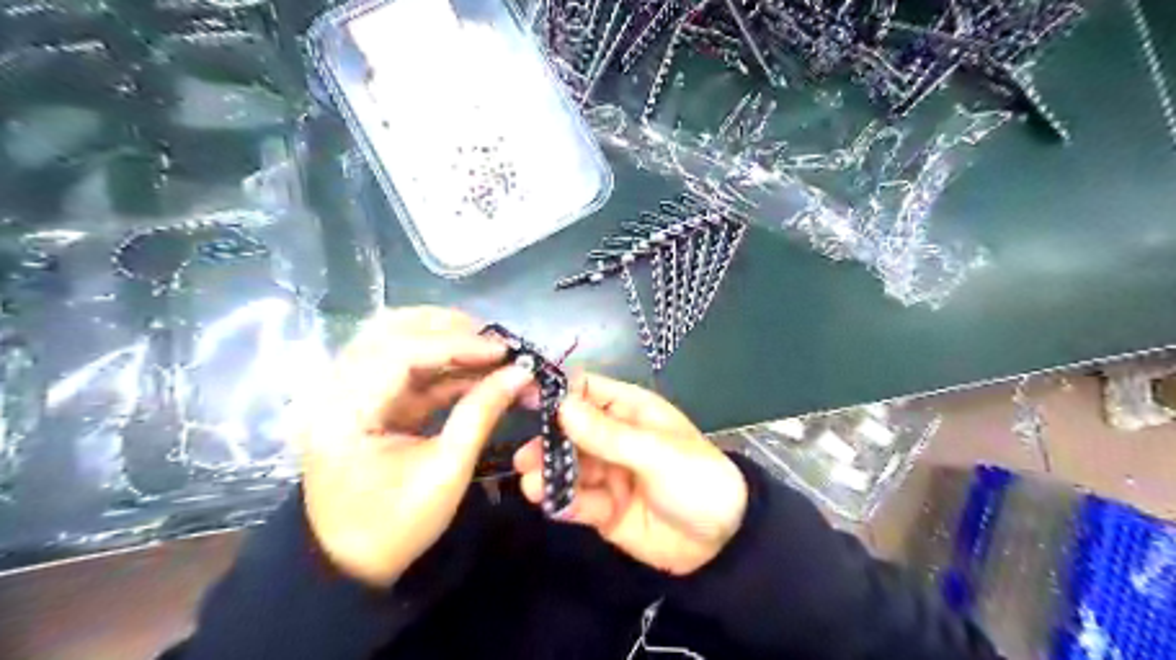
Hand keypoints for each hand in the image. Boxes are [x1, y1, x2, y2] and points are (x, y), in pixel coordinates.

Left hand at [293, 309, 530, 588]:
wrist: (348, 564)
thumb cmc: (395, 525)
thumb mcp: (446, 472)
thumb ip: (481, 413)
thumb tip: (521, 373)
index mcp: (344, 411)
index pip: (399, 353)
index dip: (456, 344)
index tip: (503, 350)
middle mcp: (337, 389)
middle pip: (389, 330)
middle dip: (447, 329)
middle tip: (494, 341)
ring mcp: (348, 392)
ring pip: (395, 339)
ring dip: (443, 338)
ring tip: (488, 349)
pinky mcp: (365, 400)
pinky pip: (403, 366)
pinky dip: (440, 363)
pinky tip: (475, 369)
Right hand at [510, 373, 747, 575]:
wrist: (722, 543)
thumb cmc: (697, 479)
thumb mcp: (656, 453)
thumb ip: (609, 435)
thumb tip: (562, 406)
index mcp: (629, 411)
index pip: (586, 391)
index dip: (557, 393)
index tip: (524, 400)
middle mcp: (613, 439)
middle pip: (570, 433)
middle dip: (547, 443)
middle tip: (525, 458)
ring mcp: (607, 474)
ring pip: (569, 468)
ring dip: (549, 474)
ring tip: (531, 484)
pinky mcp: (604, 508)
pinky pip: (578, 501)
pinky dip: (564, 502)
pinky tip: (553, 505)